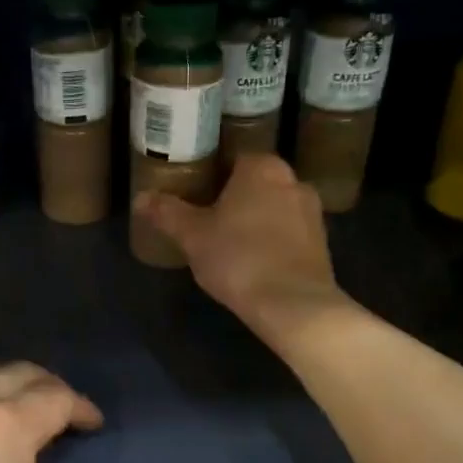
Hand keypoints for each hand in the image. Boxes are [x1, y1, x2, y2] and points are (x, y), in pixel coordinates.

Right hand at [134, 154, 348, 341]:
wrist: (293, 305)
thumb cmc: (238, 258)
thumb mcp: (192, 236)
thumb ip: (167, 213)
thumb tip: (140, 197)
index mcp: (261, 168)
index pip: (233, 157)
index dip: (212, 172)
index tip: (194, 191)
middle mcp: (293, 180)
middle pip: (255, 182)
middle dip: (234, 196)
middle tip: (205, 216)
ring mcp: (312, 212)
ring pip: (273, 206)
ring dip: (255, 218)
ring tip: (227, 240)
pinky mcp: (322, 243)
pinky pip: (288, 231)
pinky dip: (272, 239)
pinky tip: (252, 260)